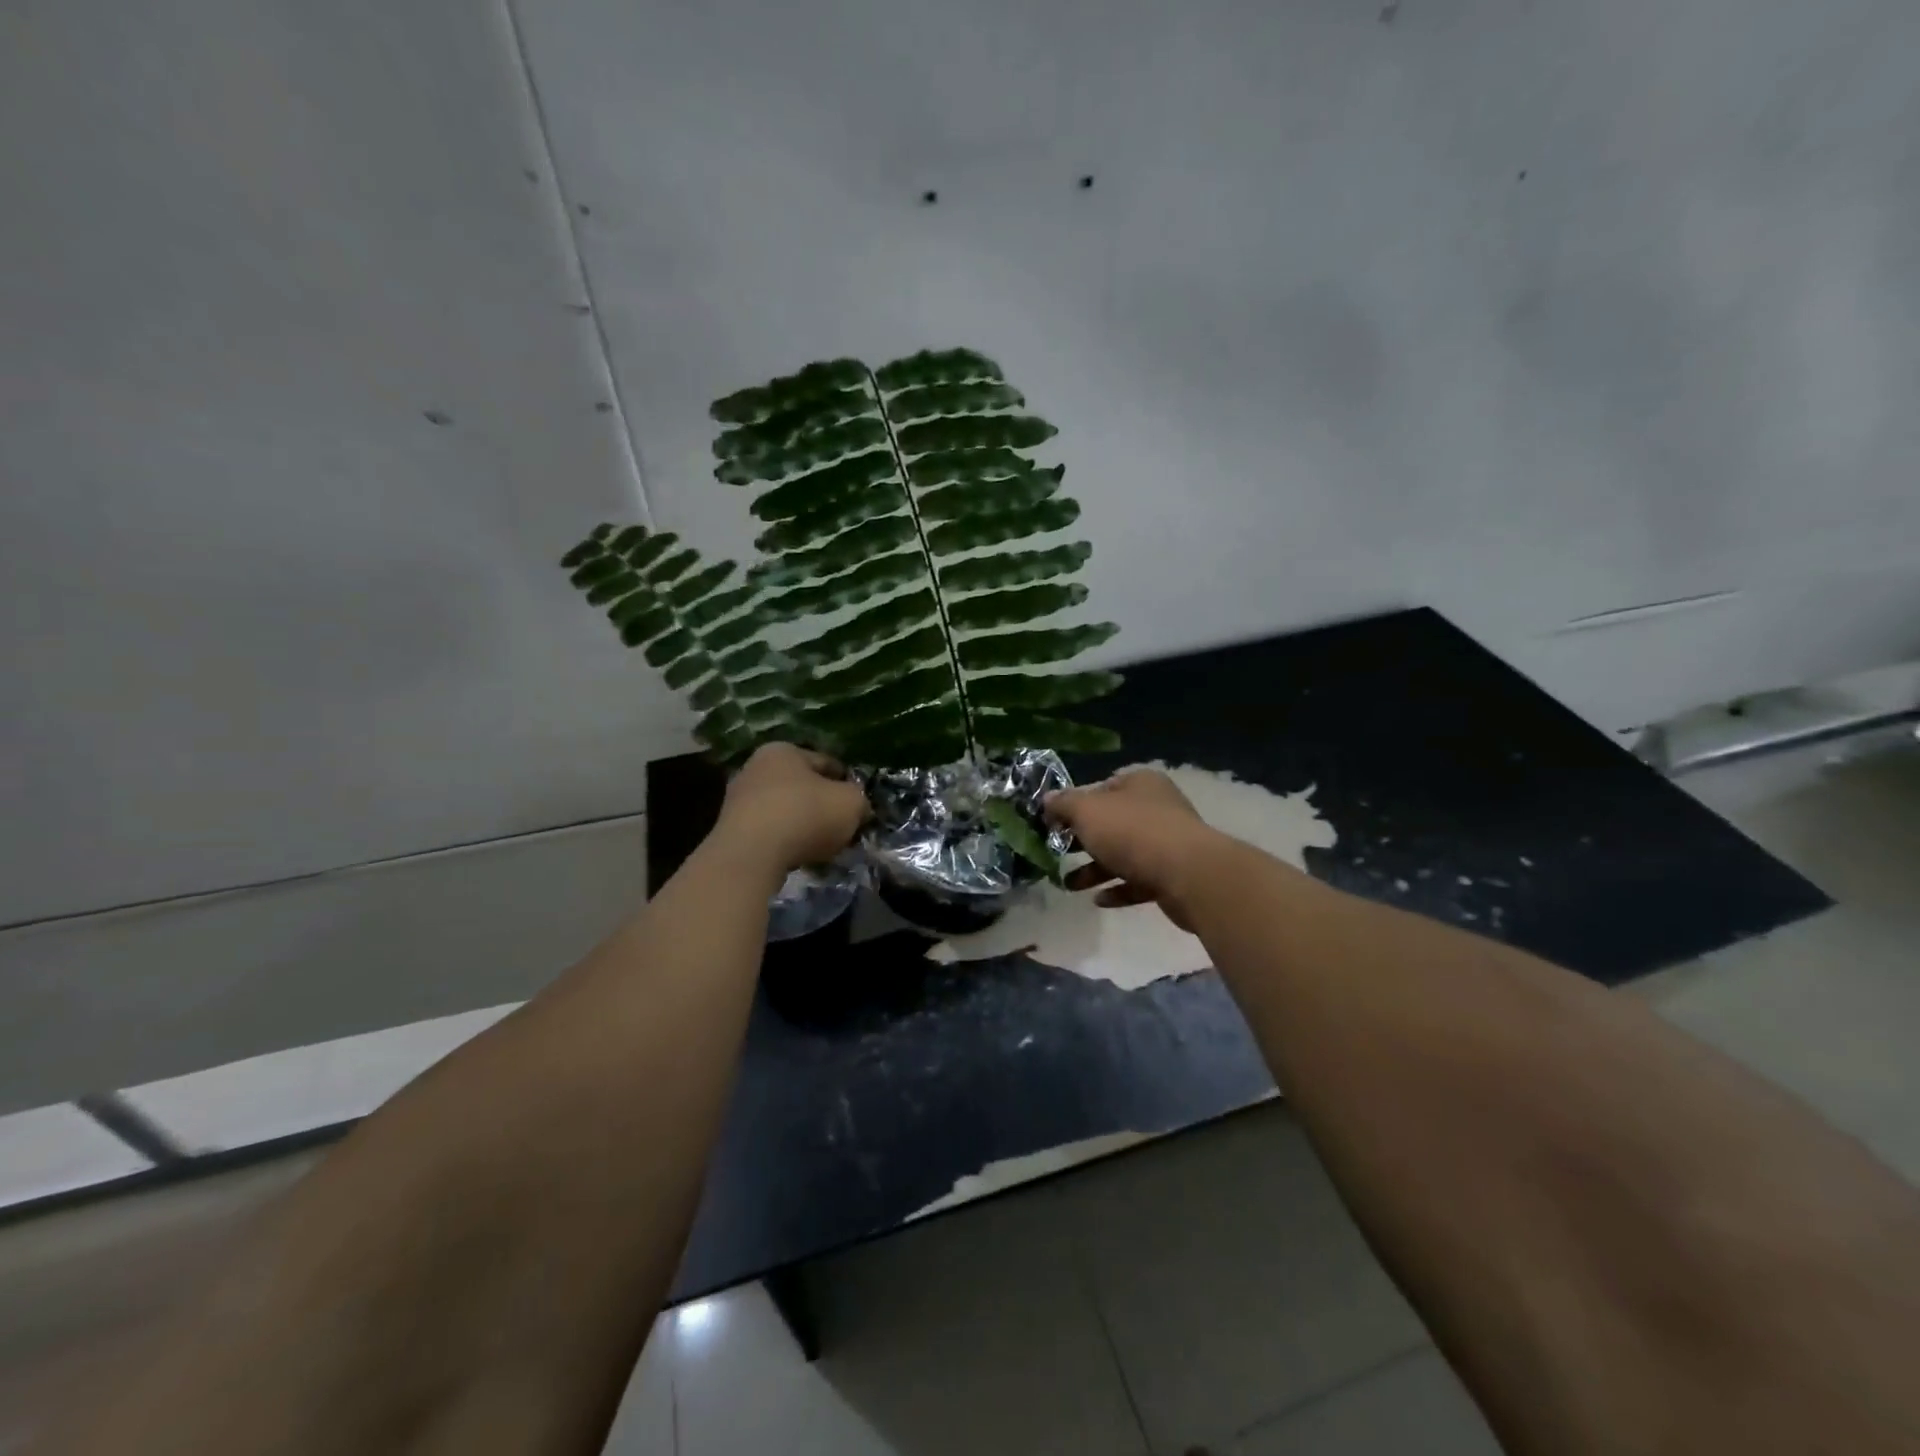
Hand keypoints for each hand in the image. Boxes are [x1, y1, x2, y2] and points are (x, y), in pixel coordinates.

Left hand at [713, 743, 868, 874]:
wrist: (751, 854)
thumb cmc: (805, 815)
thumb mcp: (851, 803)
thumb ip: (859, 799)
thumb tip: (858, 807)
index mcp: (784, 750)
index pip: (826, 762)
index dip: (847, 782)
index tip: (859, 802)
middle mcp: (756, 767)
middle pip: (802, 786)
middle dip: (822, 805)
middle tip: (842, 826)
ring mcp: (738, 799)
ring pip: (785, 809)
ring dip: (803, 825)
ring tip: (822, 846)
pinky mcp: (730, 829)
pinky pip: (769, 832)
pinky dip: (784, 841)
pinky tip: (798, 856)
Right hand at [1045, 769, 1221, 931]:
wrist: (1188, 875)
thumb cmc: (1132, 832)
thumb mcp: (1087, 811)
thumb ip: (1064, 804)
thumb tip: (1047, 800)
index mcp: (1139, 784)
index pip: (1101, 788)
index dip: (1075, 804)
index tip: (1053, 823)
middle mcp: (1157, 808)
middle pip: (1112, 822)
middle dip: (1082, 840)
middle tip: (1057, 853)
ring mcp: (1168, 843)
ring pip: (1123, 854)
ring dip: (1095, 869)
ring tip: (1069, 885)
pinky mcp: (1174, 876)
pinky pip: (1139, 881)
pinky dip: (1118, 889)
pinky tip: (1098, 900)